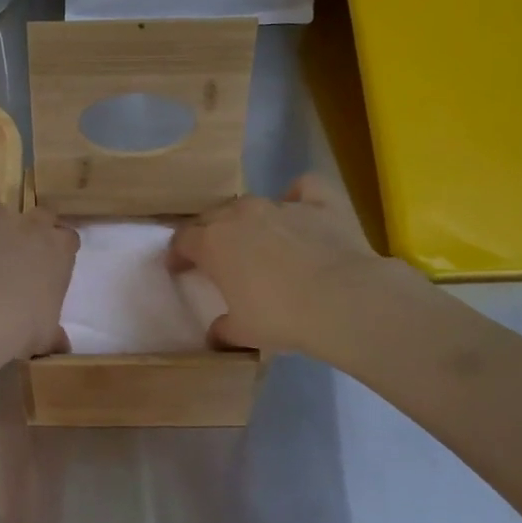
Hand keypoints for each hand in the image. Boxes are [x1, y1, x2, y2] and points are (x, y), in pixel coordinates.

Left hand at [0, 189, 79, 363]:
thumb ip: (52, 333)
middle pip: (39, 214)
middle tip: (17, 255)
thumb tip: (61, 345)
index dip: (59, 250)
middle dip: (31, 229)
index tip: (50, 266)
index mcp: (57, 251)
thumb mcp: (43, 336)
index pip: (68, 238)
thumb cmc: (17, 328)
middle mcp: (27, 226)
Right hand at [169, 174, 420, 353]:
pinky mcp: (320, 203)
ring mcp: (281, 205)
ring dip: (248, 219)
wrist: (343, 300)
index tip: (178, 267)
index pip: (183, 239)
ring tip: (256, 239)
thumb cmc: (281, 317)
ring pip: (253, 203)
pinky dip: (299, 196)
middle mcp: (241, 215)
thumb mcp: (243, 332)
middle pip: (213, 216)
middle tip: (214, 255)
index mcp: (213, 242)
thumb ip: (223, 329)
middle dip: (208, 233)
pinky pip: (304, 188)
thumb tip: (215, 333)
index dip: (178, 254)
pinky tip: (301, 209)